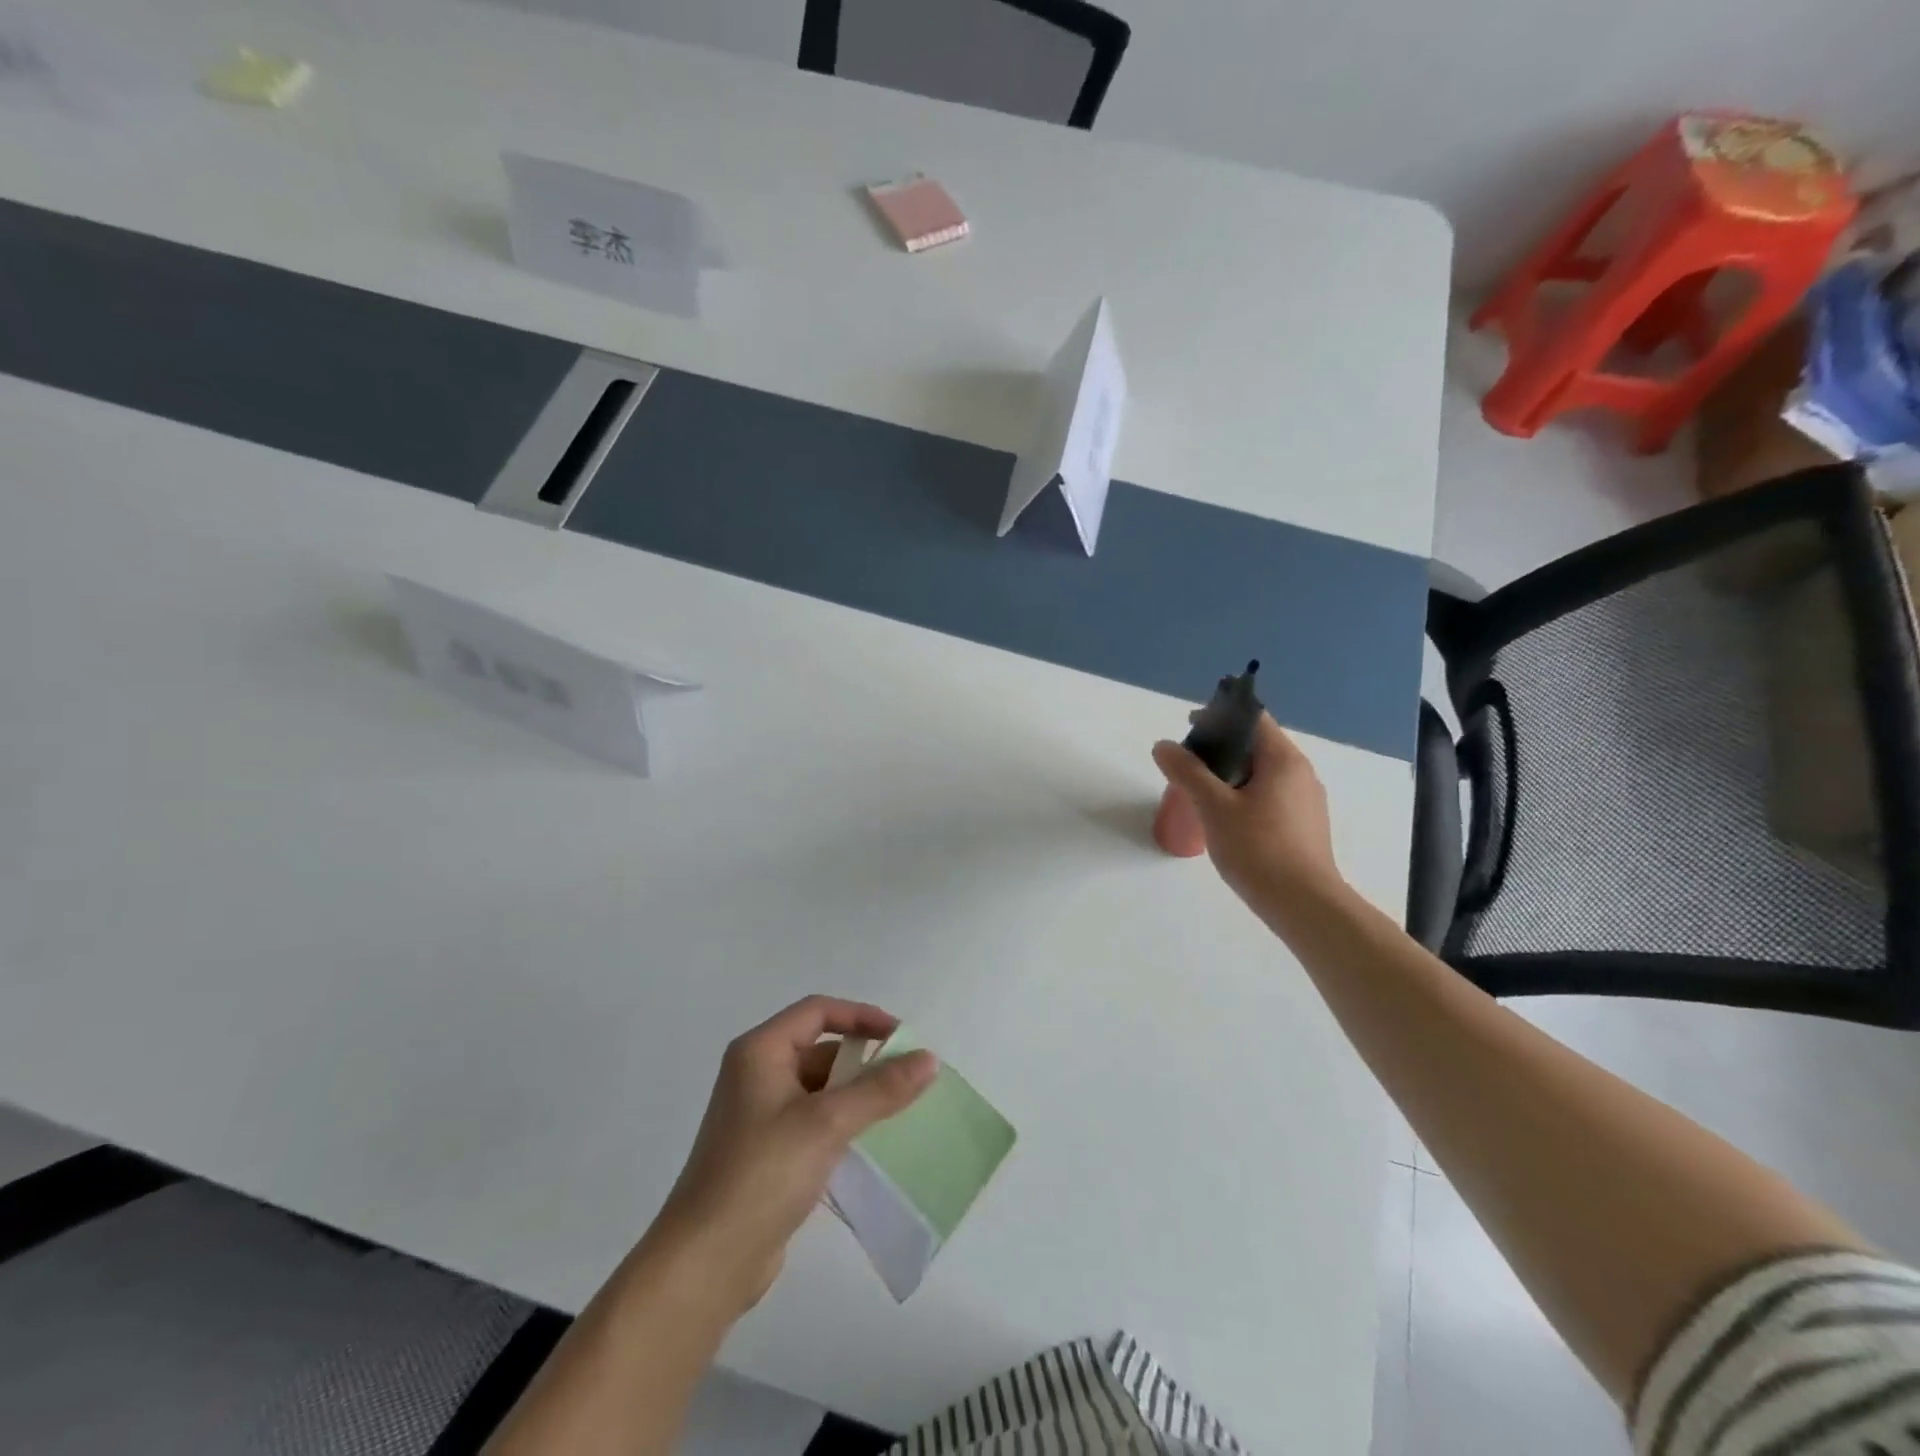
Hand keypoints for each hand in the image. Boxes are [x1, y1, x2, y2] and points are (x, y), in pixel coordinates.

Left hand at [643, 996, 937, 1320]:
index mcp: (760, 1052)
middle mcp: (757, 1073)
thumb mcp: (826, 1124)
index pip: (819, 1011)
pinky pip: (814, 1120)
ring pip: (820, 1087)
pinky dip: (843, 1122)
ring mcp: (759, 1114)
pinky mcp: (767, 1151)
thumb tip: (929, 1059)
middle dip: (864, 1060)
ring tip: (899, 1110)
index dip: (862, 1017)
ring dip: (857, 1094)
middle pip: (820, 1048)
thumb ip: (880, 1089)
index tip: (902, 1038)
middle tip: (908, 1078)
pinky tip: (871, 1142)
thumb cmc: (762, 1175)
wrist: (705, 1264)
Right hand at [1152, 712, 1345, 918]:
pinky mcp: (1304, 826)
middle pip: (1257, 745)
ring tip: (1200, 793)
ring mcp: (1306, 801)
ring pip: (1263, 773)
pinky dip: (1244, 795)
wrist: (1304, 905)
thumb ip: (1187, 772)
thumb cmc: (1258, 849)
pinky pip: (1270, 796)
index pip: (1253, 718)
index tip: (1190, 730)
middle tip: (1187, 766)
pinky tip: (1225, 820)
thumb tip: (1164, 745)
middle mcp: (1300, 773)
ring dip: (1231, 774)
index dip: (1220, 716)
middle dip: (1220, 749)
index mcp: (1284, 760)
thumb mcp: (1214, 807)